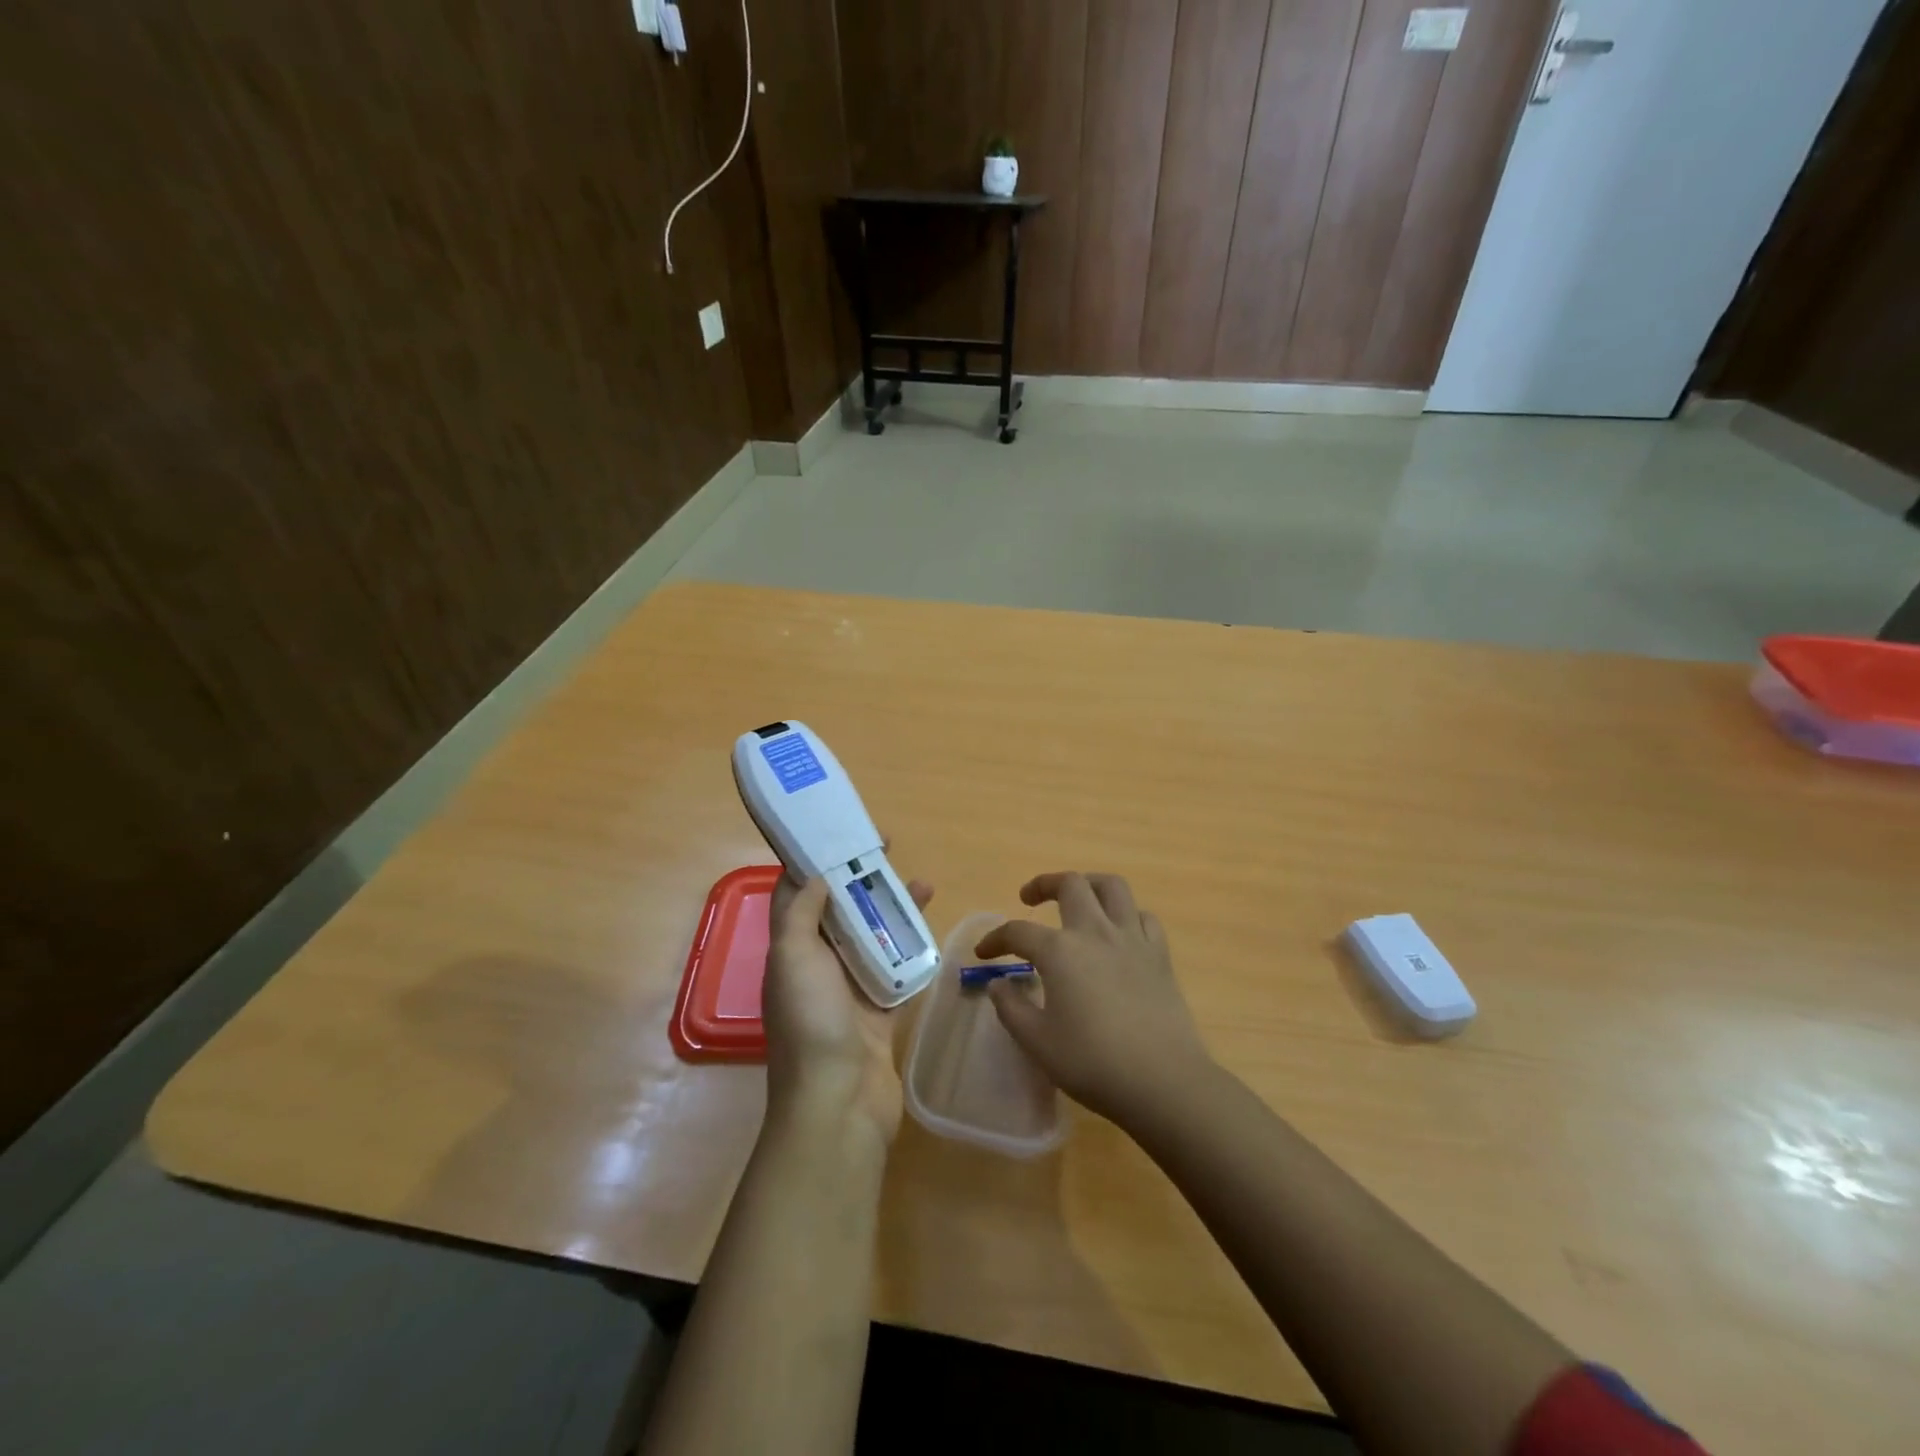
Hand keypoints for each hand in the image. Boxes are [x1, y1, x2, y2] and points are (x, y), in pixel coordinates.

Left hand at [763, 873, 933, 1145]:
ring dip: (894, 910)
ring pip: (874, 936)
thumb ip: (800, 913)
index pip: (799, 894)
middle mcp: (818, 965)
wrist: (839, 1102)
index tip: (842, 835)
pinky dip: (914, 948)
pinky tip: (933, 929)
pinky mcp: (881, 1009)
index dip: (816, 860)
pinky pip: (899, 969)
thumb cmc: (811, 1022)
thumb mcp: (793, 958)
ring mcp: (851, 989)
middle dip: (862, 879)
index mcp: (791, 950)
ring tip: (925, 884)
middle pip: (841, 910)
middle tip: (890, 852)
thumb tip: (814, 872)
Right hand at [975, 872, 1211, 1127]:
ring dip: (1089, 884)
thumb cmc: (1092, 1063)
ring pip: (1112, 887)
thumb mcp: (1037, 1042)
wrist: (1163, 1082)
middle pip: (1070, 885)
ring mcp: (1132, 939)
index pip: (1018, 931)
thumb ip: (1011, 1008)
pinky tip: (1118, 932)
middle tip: (1029, 899)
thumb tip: (998, 984)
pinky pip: (1143, 917)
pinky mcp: (1159, 955)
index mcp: (1060, 951)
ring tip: (1078, 898)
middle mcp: (1095, 932)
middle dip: (1044, 884)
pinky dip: (1127, 915)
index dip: (995, 939)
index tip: (984, 954)